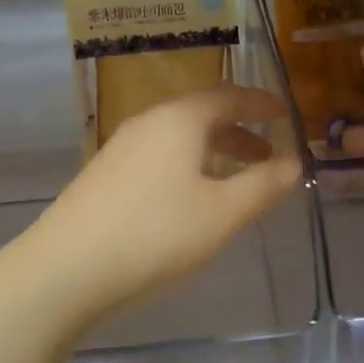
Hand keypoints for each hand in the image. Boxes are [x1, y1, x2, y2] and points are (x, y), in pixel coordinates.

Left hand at [20, 85, 304, 323]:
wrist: (67, 266)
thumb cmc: (156, 233)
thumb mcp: (223, 213)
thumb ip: (264, 185)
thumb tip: (296, 161)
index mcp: (180, 119)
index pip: (229, 96)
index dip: (261, 103)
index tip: (285, 111)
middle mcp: (149, 121)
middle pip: (202, 114)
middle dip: (239, 130)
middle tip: (267, 153)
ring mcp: (122, 146)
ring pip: (178, 136)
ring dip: (213, 150)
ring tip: (235, 179)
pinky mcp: (106, 172)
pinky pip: (159, 154)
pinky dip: (187, 163)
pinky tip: (190, 197)